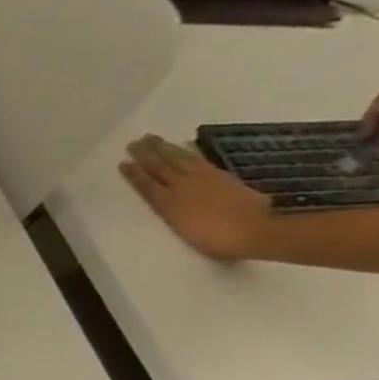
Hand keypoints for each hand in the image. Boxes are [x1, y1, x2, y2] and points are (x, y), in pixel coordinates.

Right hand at [119, 134, 274, 261]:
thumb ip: (174, 213)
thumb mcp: (183, 230)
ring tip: (153, 140)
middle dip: (147, 155)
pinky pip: (198, 160)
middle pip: (161, 168)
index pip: (147, 185)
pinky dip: (188, 153)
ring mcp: (205, 179)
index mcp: (169, 204)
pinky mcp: (222, 176)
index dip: (134, 174)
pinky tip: (183, 148)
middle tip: (135, 142)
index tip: (123, 162)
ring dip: (165, 149)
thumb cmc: (215, 240)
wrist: (255, 231)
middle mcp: (183, 187)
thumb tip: (169, 201)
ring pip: (179, 160)